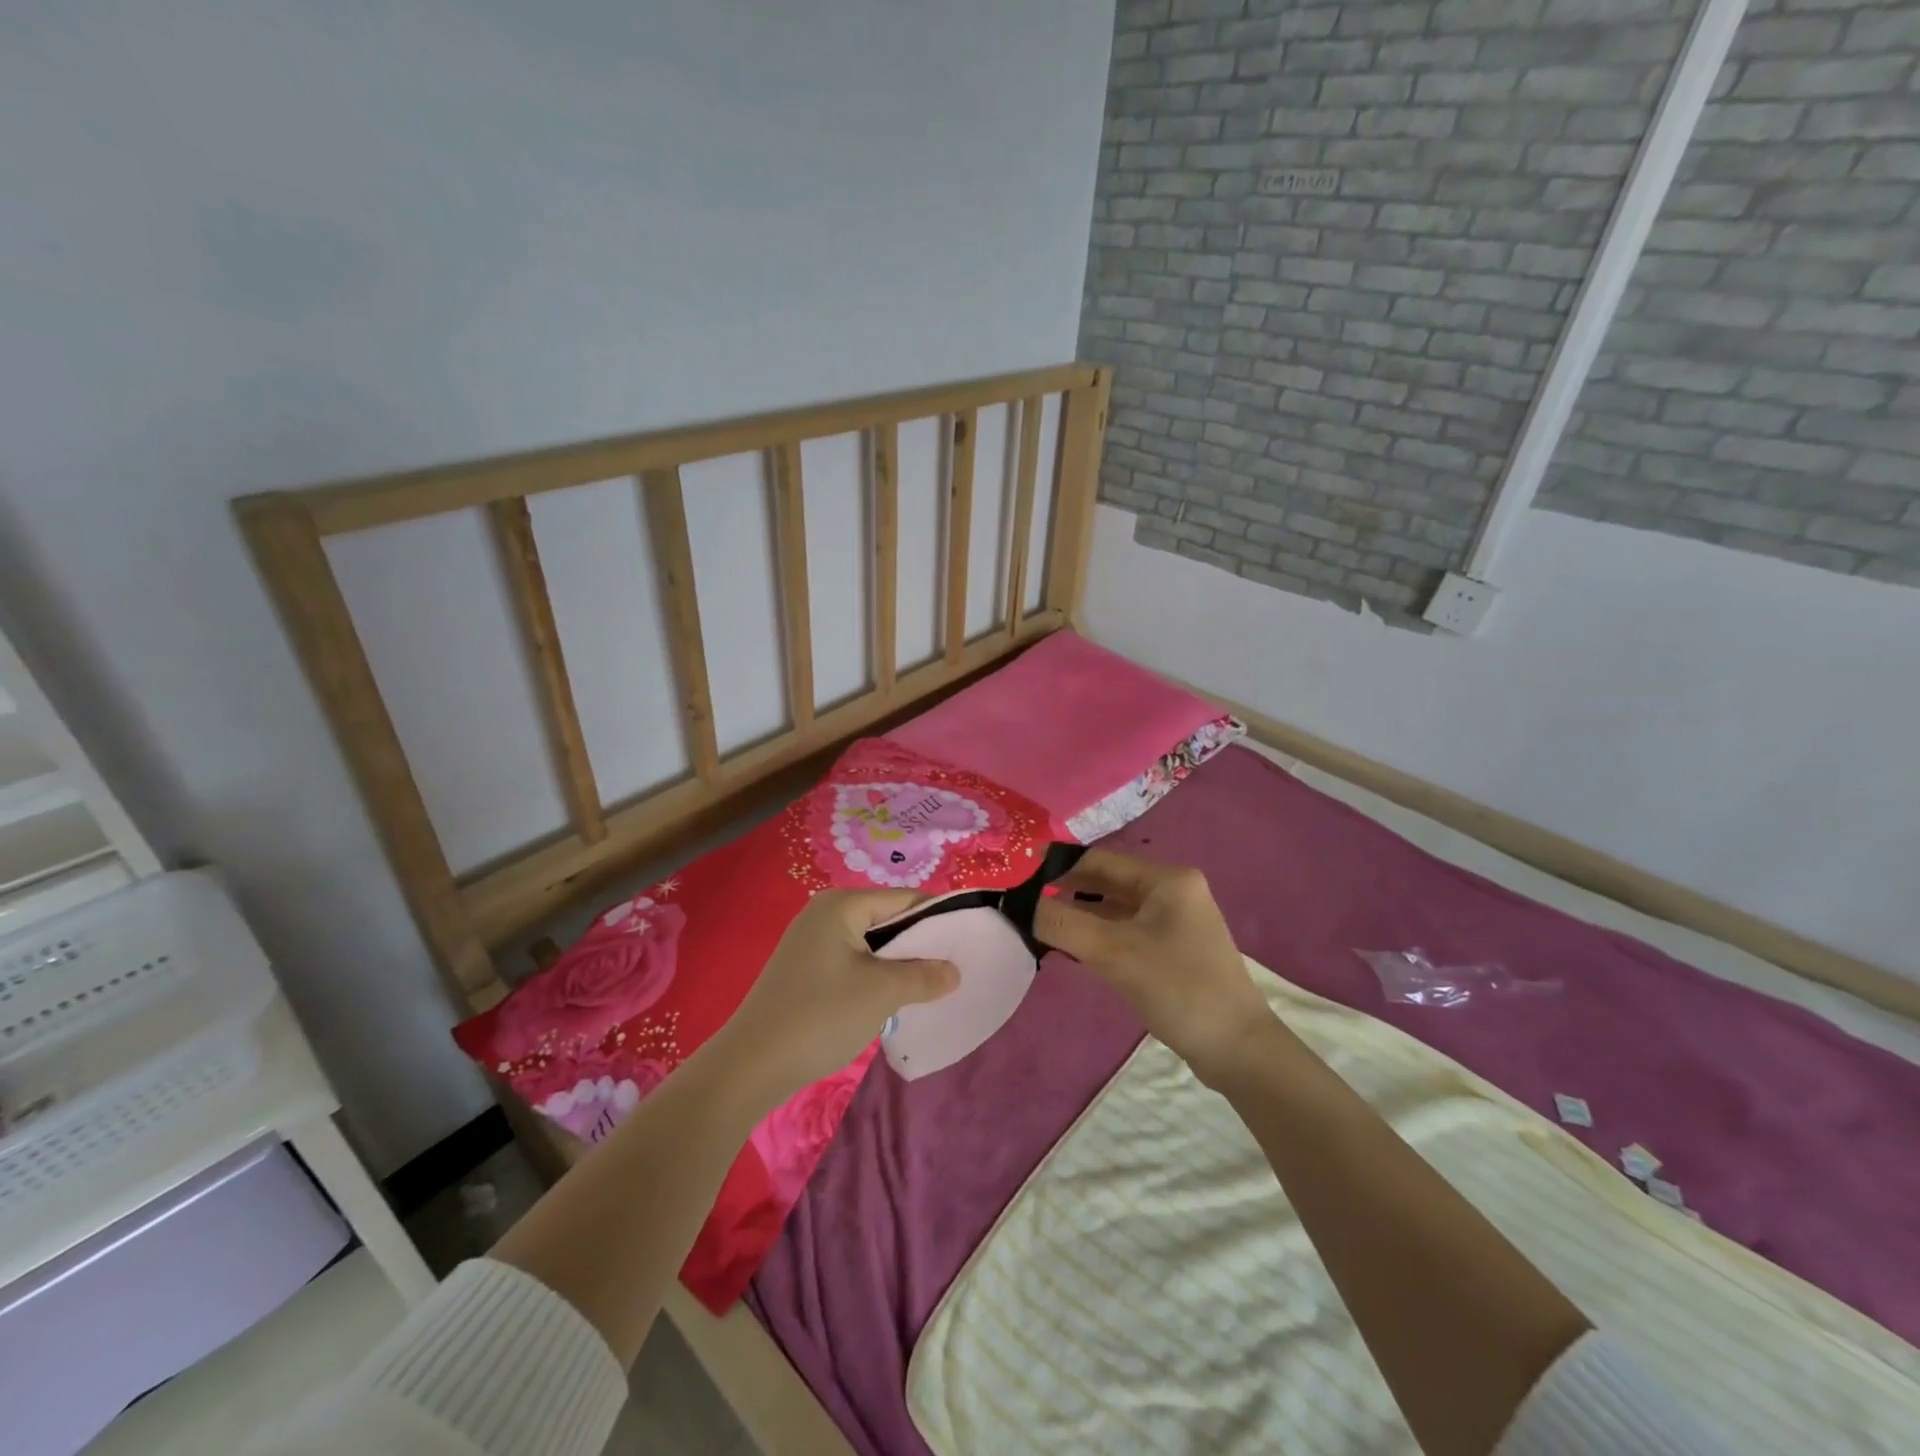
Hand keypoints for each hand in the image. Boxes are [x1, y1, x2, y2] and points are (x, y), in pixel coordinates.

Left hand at [712, 889, 958, 1106]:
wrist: (750, 1066)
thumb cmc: (820, 1016)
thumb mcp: (882, 994)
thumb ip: (924, 976)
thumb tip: (953, 972)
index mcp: (841, 905)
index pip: (904, 899)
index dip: (938, 918)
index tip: (968, 942)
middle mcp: (824, 913)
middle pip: (887, 918)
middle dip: (919, 944)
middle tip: (952, 969)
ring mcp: (811, 942)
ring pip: (871, 943)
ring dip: (898, 963)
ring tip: (928, 986)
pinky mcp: (805, 969)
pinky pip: (853, 961)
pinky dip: (875, 975)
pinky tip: (891, 999)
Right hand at [1033, 849, 1276, 1086]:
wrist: (1238, 1050)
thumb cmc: (1178, 988)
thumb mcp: (1113, 953)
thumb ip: (1062, 924)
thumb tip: (1021, 904)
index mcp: (1166, 878)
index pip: (1099, 860)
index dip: (1058, 869)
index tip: (1020, 884)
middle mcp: (1173, 890)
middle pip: (1107, 883)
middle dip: (1067, 895)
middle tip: (1025, 910)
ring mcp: (1176, 921)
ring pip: (1115, 909)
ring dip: (1081, 918)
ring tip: (1042, 931)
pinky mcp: (1174, 949)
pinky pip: (1127, 931)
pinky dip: (1100, 937)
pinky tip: (1074, 951)